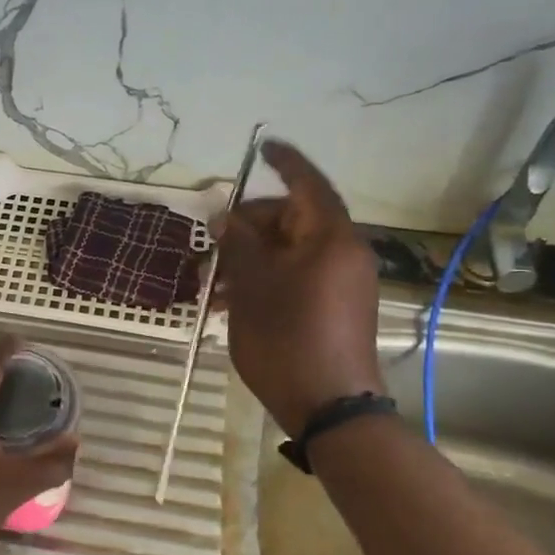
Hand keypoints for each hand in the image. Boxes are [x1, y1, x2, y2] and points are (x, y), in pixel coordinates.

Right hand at [215, 140, 384, 435]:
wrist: (328, 407)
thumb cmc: (287, 339)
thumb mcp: (252, 286)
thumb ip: (239, 243)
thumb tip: (227, 215)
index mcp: (330, 239)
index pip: (307, 184)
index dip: (284, 162)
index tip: (262, 147)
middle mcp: (343, 253)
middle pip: (291, 221)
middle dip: (247, 229)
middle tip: (212, 247)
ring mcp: (341, 283)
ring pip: (289, 253)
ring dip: (249, 261)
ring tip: (211, 287)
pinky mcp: (335, 307)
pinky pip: (297, 277)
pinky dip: (266, 281)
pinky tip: (230, 304)